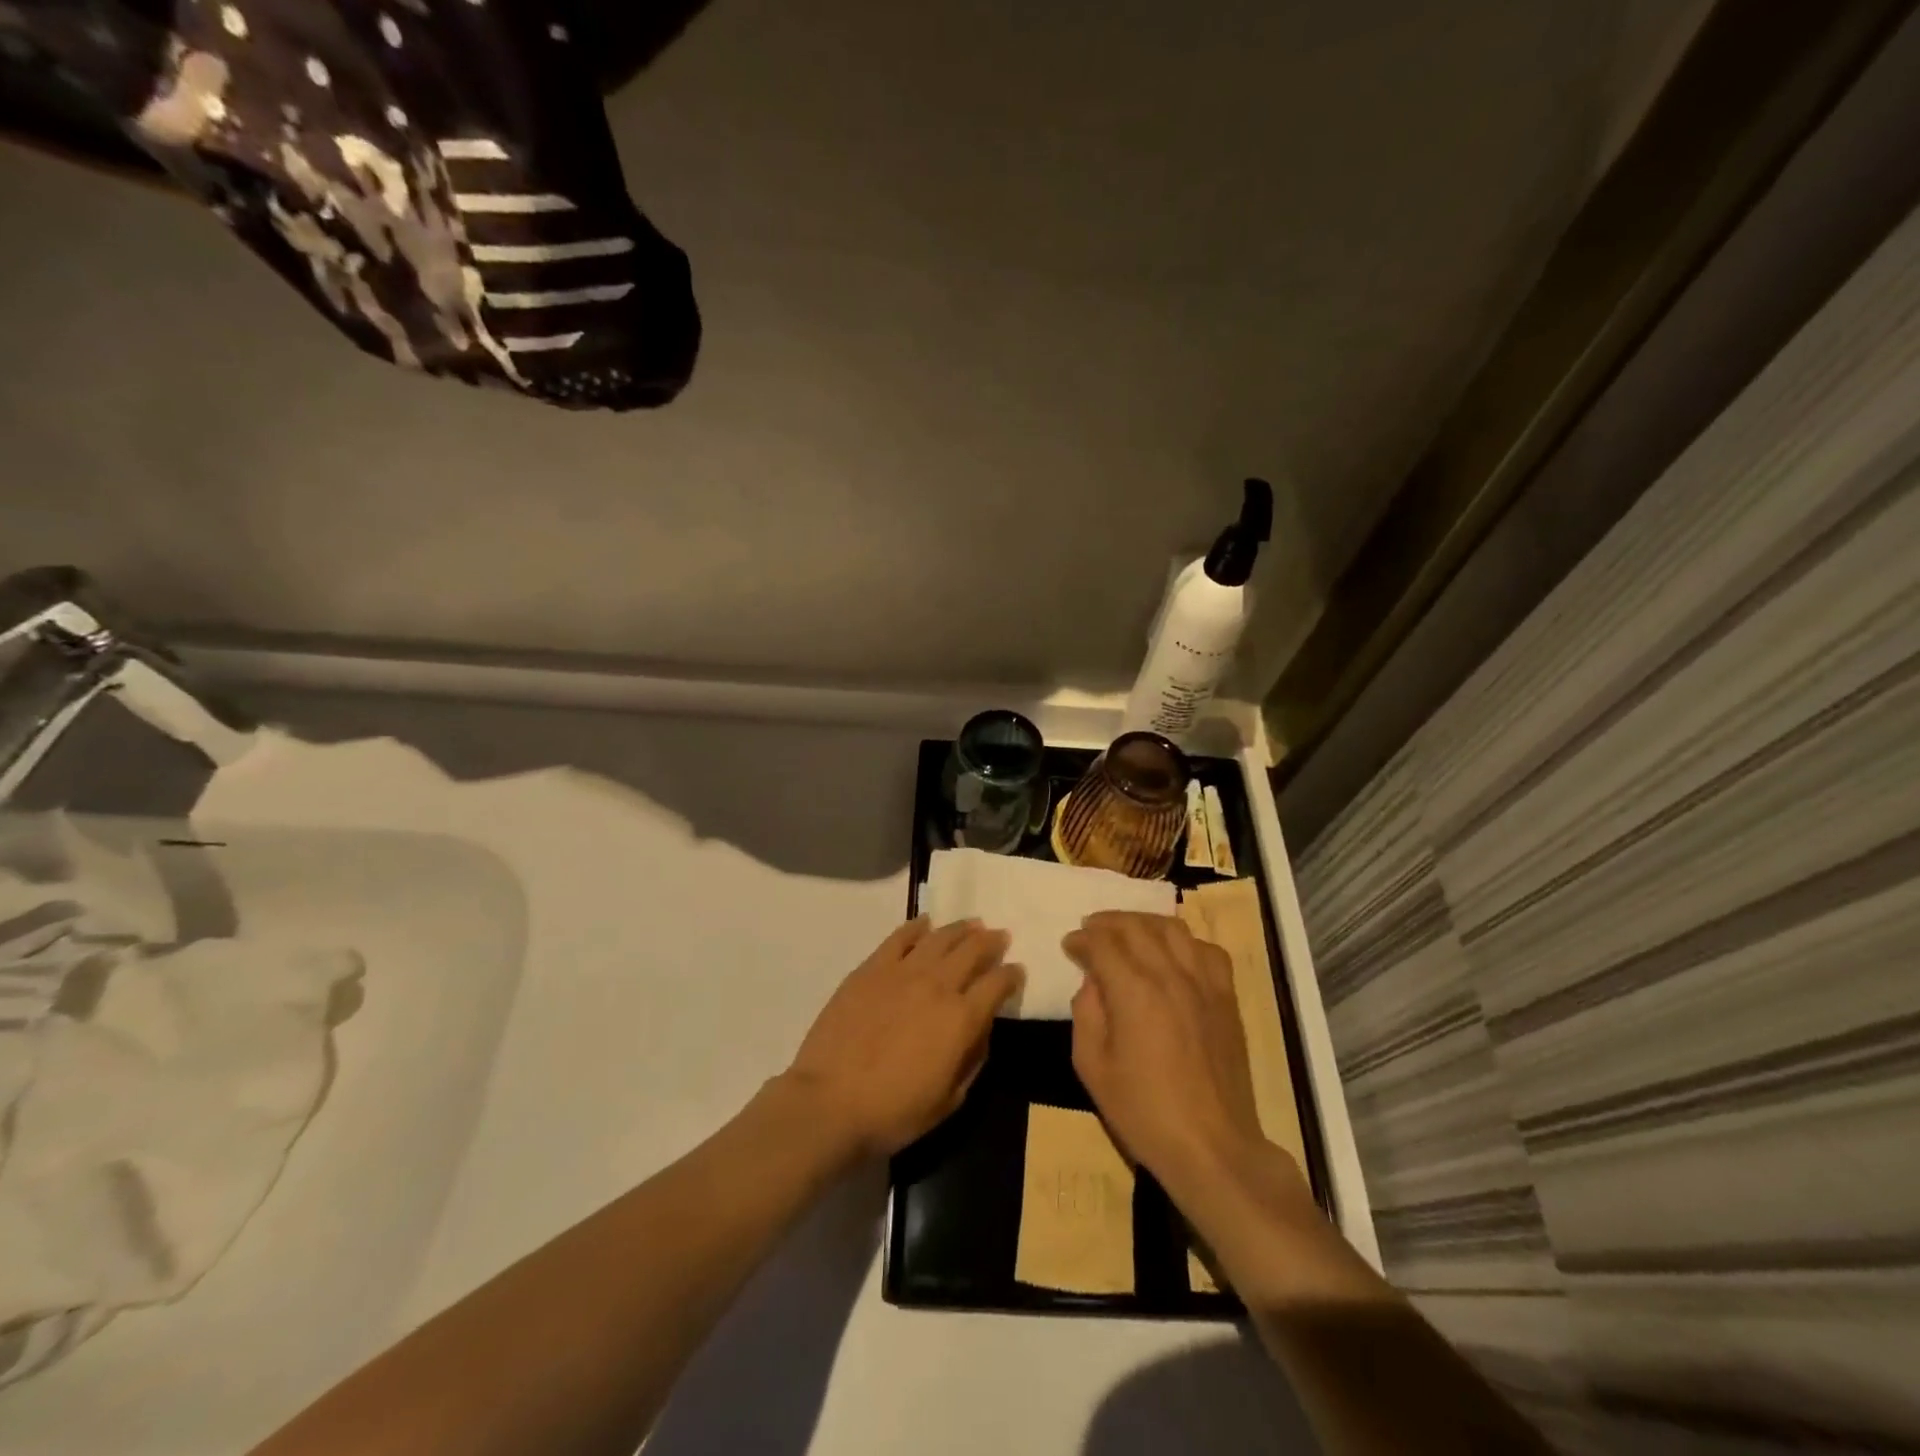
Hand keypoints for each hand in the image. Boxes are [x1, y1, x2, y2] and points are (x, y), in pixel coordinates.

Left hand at [782, 918, 1021, 1159]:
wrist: (830, 1101)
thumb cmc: (893, 1112)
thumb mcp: (949, 1100)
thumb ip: (972, 1059)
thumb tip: (981, 1029)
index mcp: (962, 1019)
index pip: (997, 984)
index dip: (1011, 975)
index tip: (1017, 971)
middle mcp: (938, 985)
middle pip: (972, 950)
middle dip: (991, 941)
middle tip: (999, 936)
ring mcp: (902, 971)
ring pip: (940, 937)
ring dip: (961, 928)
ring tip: (972, 924)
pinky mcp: (871, 968)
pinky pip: (900, 937)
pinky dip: (917, 927)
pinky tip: (925, 923)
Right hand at [1064, 912, 1268, 1197]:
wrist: (1212, 1146)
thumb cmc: (1144, 1112)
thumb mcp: (1092, 1067)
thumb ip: (1086, 1013)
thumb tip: (1093, 982)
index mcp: (1134, 991)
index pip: (1102, 943)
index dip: (1081, 939)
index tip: (1069, 945)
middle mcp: (1170, 975)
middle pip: (1136, 926)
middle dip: (1108, 922)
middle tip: (1091, 930)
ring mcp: (1204, 983)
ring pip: (1173, 928)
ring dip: (1144, 922)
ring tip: (1128, 931)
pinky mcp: (1227, 997)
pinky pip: (1207, 949)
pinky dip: (1184, 941)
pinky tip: (1173, 953)